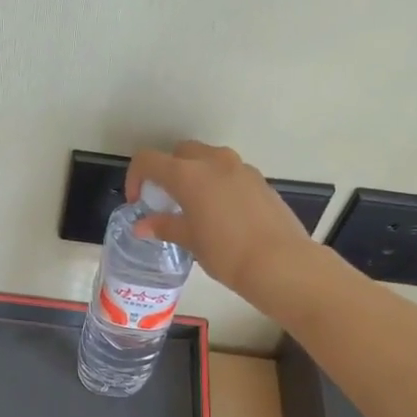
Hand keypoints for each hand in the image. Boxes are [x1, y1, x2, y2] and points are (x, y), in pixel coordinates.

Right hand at [127, 142, 316, 308]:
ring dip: (194, 174)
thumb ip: (164, 226)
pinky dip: (217, 183)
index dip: (136, 177)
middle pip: (180, 152)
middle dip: (167, 171)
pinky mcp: (259, 180)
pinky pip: (229, 172)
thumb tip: (142, 226)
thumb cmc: (226, 253)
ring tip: (194, 206)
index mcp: (188, 174)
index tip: (138, 202)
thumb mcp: (189, 240)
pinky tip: (221, 214)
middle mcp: (213, 162)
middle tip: (165, 200)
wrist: (280, 263)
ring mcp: (240, 168)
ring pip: (207, 158)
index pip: (148, 160)